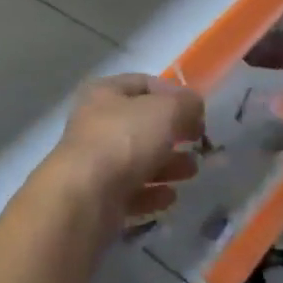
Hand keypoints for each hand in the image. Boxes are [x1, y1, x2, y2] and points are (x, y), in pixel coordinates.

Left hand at [51, 74, 203, 221]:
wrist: (84, 199)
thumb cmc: (124, 140)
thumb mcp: (166, 110)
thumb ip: (186, 104)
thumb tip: (193, 106)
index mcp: (105, 93)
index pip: (144, 83)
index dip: (173, 94)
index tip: (198, 112)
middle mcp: (95, 124)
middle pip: (142, 124)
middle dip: (173, 133)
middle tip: (198, 143)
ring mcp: (94, 163)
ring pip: (138, 159)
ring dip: (168, 164)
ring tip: (192, 172)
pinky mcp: (97, 198)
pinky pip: (130, 191)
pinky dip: (152, 193)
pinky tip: (170, 197)